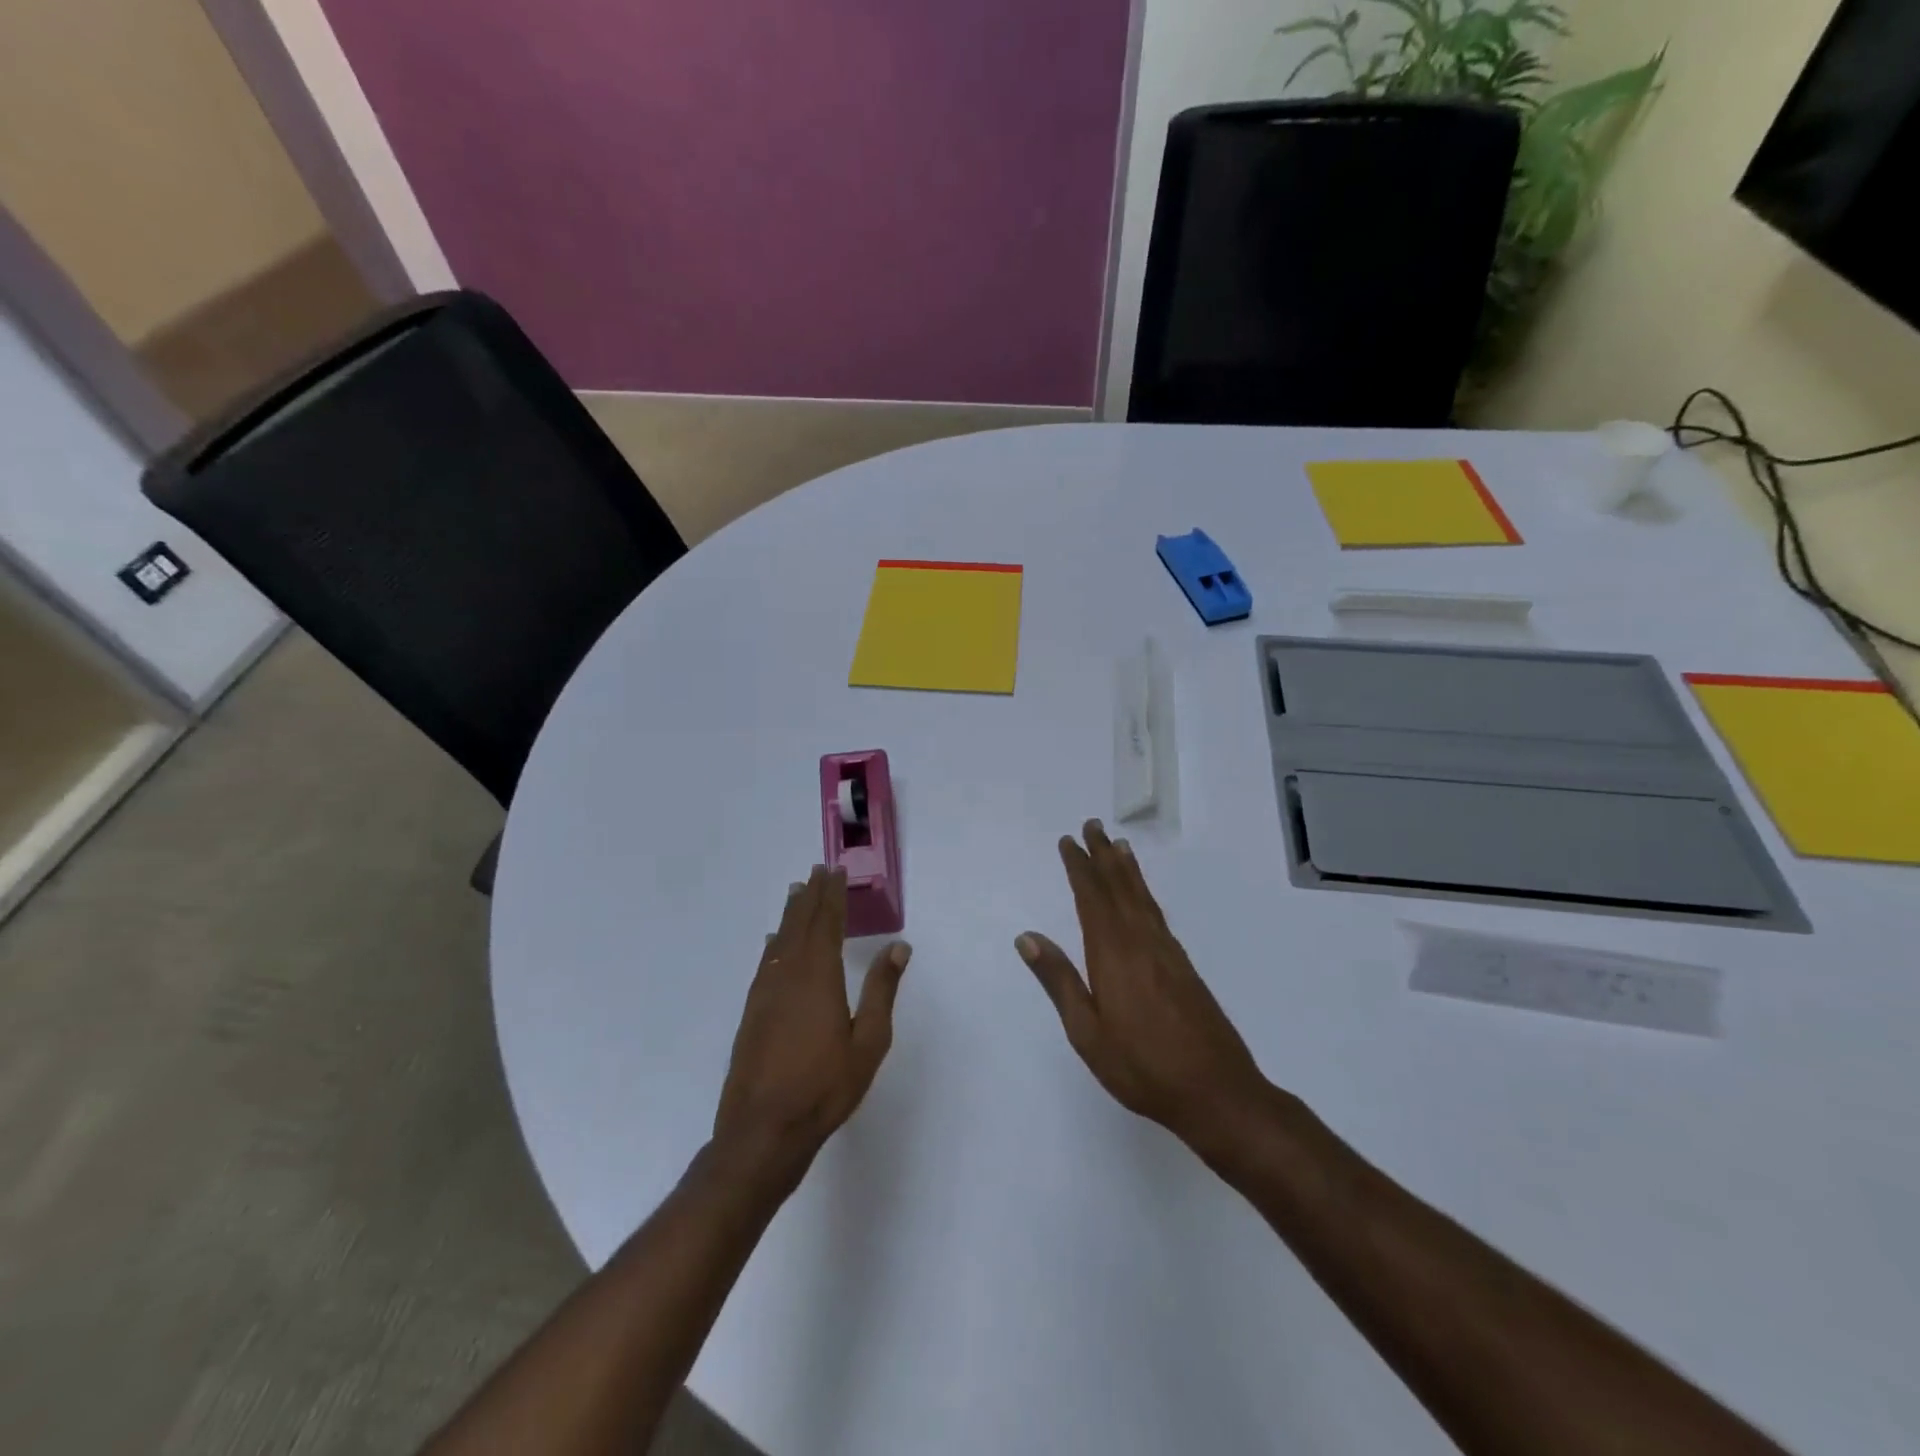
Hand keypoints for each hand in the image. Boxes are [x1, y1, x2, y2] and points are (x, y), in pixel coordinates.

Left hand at [713, 866, 910, 1188]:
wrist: (763, 1129)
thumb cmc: (824, 1087)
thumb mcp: (869, 1042)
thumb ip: (882, 990)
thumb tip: (898, 946)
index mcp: (820, 977)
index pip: (827, 924)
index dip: (832, 896)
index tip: (835, 872)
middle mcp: (790, 974)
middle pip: (801, 925)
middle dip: (811, 896)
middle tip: (817, 870)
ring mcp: (766, 992)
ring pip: (781, 940)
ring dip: (791, 914)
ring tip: (797, 892)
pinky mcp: (753, 1011)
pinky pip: (766, 961)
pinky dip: (774, 943)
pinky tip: (774, 941)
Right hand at [1018, 821, 1269, 1156]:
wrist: (1217, 1091)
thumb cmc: (1142, 1066)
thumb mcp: (1087, 1032)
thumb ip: (1059, 980)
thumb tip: (1028, 936)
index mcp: (1113, 954)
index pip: (1091, 898)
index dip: (1079, 867)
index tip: (1068, 841)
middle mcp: (1141, 942)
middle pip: (1119, 888)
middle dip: (1103, 855)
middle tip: (1093, 825)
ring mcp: (1167, 952)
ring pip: (1142, 898)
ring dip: (1127, 869)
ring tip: (1119, 845)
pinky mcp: (1184, 966)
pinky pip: (1157, 913)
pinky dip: (1145, 893)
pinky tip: (1142, 895)